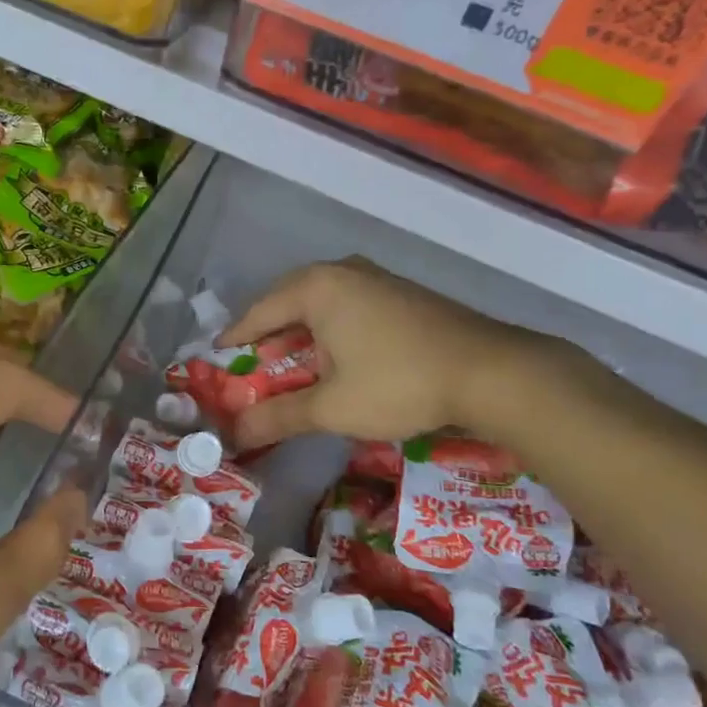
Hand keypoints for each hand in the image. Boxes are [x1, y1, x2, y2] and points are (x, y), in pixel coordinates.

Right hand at [220, 257, 583, 452]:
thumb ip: (279, 417)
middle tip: (251, 359)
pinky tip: (336, 354)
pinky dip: (330, 327)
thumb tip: (235, 434)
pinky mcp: (401, 293)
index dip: (237, 336)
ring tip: (288, 359)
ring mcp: (376, 278)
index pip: (260, 311)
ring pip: (321, 301)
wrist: (489, 371)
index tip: (217, 354)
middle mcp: (342, 272)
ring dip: (301, 330)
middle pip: (289, 300)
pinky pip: (348, 304)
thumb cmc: (398, 382)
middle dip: (268, 331)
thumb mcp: (332, 407)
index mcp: (317, 288)